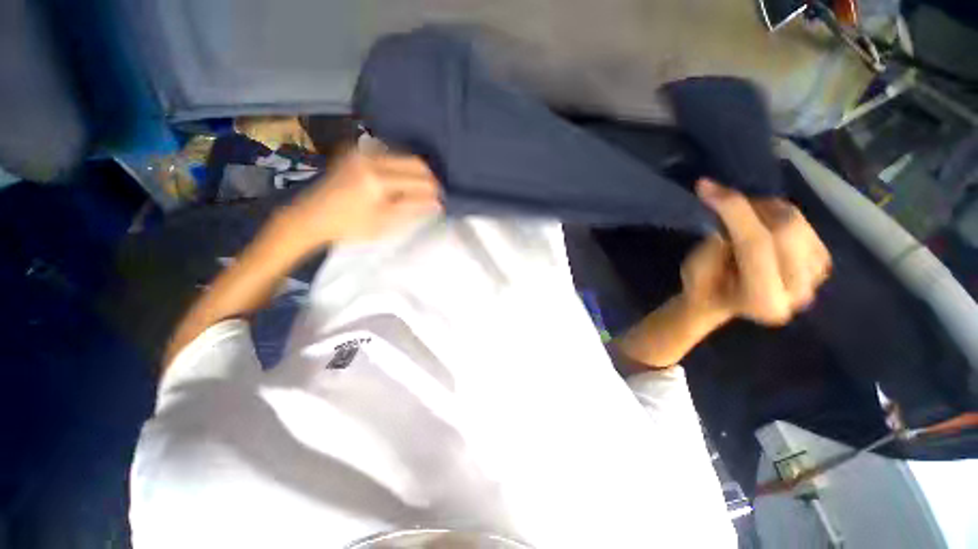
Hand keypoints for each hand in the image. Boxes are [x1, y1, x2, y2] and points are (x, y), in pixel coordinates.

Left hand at [276, 150, 441, 250]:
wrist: (310, 217)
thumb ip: (412, 208)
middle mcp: (371, 159)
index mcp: (378, 180)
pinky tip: (403, 181)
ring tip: (421, 189)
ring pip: (403, 156)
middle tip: (436, 193)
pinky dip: (401, 167)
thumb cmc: (349, 226)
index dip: (435, 189)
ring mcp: (362, 153)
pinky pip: (389, 155)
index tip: (443, 200)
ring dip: (416, 172)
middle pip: (414, 161)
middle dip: (429, 178)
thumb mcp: (384, 222)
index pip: (419, 179)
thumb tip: (438, 203)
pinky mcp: (356, 152)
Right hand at [681, 179, 831, 325]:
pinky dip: (778, 216)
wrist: (724, 302)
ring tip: (740, 215)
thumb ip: (712, 249)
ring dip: (764, 210)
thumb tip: (730, 221)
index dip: (732, 210)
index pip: (756, 244)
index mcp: (763, 301)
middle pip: (787, 228)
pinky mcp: (821, 264)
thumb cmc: (703, 289)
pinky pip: (805, 225)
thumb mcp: (693, 272)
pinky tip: (759, 224)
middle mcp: (799, 292)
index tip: (705, 187)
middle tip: (724, 200)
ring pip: (798, 222)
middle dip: (751, 206)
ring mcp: (816, 278)